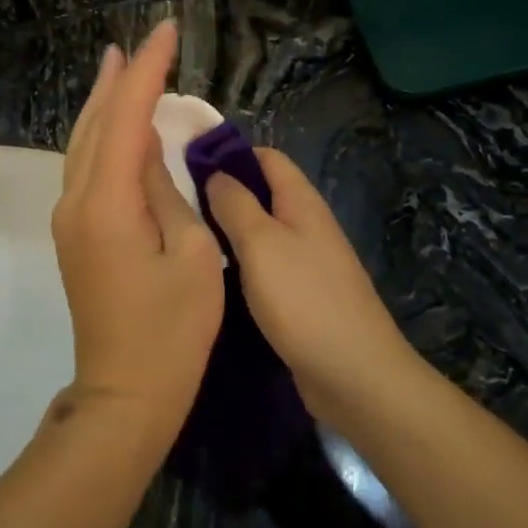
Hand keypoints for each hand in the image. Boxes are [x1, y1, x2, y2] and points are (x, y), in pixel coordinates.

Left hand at [51, 21, 224, 437]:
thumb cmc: (172, 332)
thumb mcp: (191, 256)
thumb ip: (166, 193)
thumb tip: (147, 151)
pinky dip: (102, 137)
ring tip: (120, 68)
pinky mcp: (76, 236)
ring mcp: (70, 220)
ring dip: (103, 104)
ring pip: (83, 145)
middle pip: (93, 124)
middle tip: (138, 44)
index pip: (125, 117)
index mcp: (107, 203)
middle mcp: (76, 202)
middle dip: (117, 79)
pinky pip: (86, 169)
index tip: (167, 32)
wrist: (125, 396)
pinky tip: (117, 128)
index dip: (147, 71)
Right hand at [205, 150, 418, 423]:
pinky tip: (212, 275)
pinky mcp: (300, 297)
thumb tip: (215, 172)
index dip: (230, 153)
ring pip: (260, 232)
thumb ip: (236, 204)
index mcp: (301, 202)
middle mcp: (306, 225)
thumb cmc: (304, 299)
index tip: (186, 160)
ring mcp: (306, 262)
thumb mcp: (261, 243)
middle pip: (262, 194)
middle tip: (173, 201)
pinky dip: (239, 263)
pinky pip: (264, 266)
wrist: (354, 375)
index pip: (266, 157)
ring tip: (183, 234)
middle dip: (222, 192)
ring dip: (227, 230)